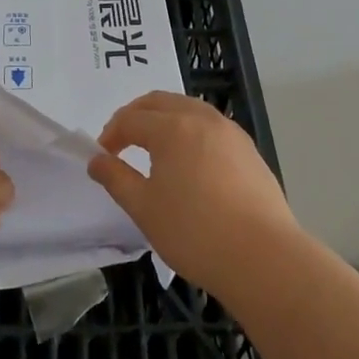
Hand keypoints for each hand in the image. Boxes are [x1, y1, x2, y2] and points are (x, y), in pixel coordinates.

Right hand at [86, 92, 300, 298]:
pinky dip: (190, 131)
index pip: (131, 119)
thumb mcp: (144, 208)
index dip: (111, 134)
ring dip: (164, 119)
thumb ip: (116, 178)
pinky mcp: (248, 149)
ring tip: (154, 149)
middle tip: (121, 142)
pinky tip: (189, 161)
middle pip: (160, 102)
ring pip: (188, 108)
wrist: (262, 256)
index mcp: (172, 127)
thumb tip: (96, 160)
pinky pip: (210, 126)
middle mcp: (201, 118)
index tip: (102, 157)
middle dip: (136, 116)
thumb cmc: (194, 232)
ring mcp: (229, 131)